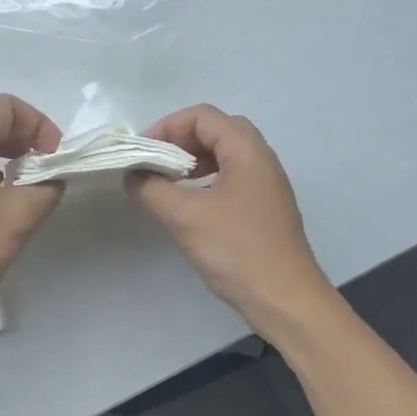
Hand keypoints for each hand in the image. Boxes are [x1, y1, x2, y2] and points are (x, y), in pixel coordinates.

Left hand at [0, 96, 64, 330]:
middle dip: (23, 135)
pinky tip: (3, 199)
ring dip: (6, 152)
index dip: (37, 124)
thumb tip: (52, 180)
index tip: (54, 155)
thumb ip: (46, 188)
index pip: (4, 106)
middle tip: (45, 164)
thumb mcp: (20, 216)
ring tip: (28, 181)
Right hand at [126, 105, 332, 338]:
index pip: (203, 116)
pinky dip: (205, 181)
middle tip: (154, 163)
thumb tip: (132, 175)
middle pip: (216, 130)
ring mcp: (266, 186)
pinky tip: (188, 206)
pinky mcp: (264, 209)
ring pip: (225, 155)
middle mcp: (261, 160)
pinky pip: (231, 179)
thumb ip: (151, 189)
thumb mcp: (184, 216)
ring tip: (166, 183)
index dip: (168, 126)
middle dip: (180, 141)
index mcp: (247, 151)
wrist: (284, 299)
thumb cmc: (236, 250)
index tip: (142, 152)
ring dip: (192, 161)